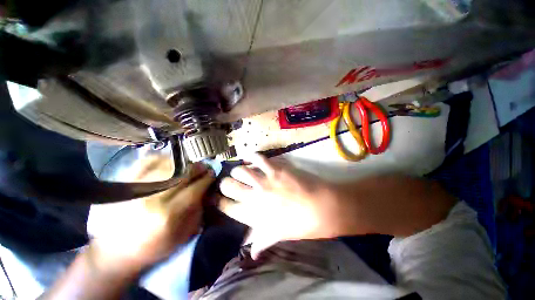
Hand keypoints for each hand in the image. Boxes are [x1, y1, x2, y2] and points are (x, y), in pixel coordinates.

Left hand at [89, 163, 214, 271]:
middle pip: (181, 174)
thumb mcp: (182, 236)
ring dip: (183, 162)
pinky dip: (163, 159)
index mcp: (168, 215)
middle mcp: (152, 199)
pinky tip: (171, 162)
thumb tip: (206, 190)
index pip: (194, 189)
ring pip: (166, 165)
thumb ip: (198, 211)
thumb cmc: (153, 247)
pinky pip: (147, 162)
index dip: (207, 179)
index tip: (212, 173)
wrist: (116, 251)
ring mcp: (136, 188)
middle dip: (197, 168)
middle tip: (204, 166)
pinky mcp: (125, 184)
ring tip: (190, 164)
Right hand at [219, 154, 342, 257]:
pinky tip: (250, 158)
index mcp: (252, 216)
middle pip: (228, 185)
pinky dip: (251, 156)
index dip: (219, 201)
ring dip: (237, 170)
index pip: (226, 206)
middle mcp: (253, 197)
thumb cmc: (300, 225)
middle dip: (225, 183)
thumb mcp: (279, 235)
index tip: (217, 197)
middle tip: (229, 182)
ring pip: (239, 170)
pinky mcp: (275, 169)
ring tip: (240, 170)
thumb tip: (252, 253)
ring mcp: (264, 181)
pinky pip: (258, 158)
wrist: (321, 208)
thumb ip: (262, 241)